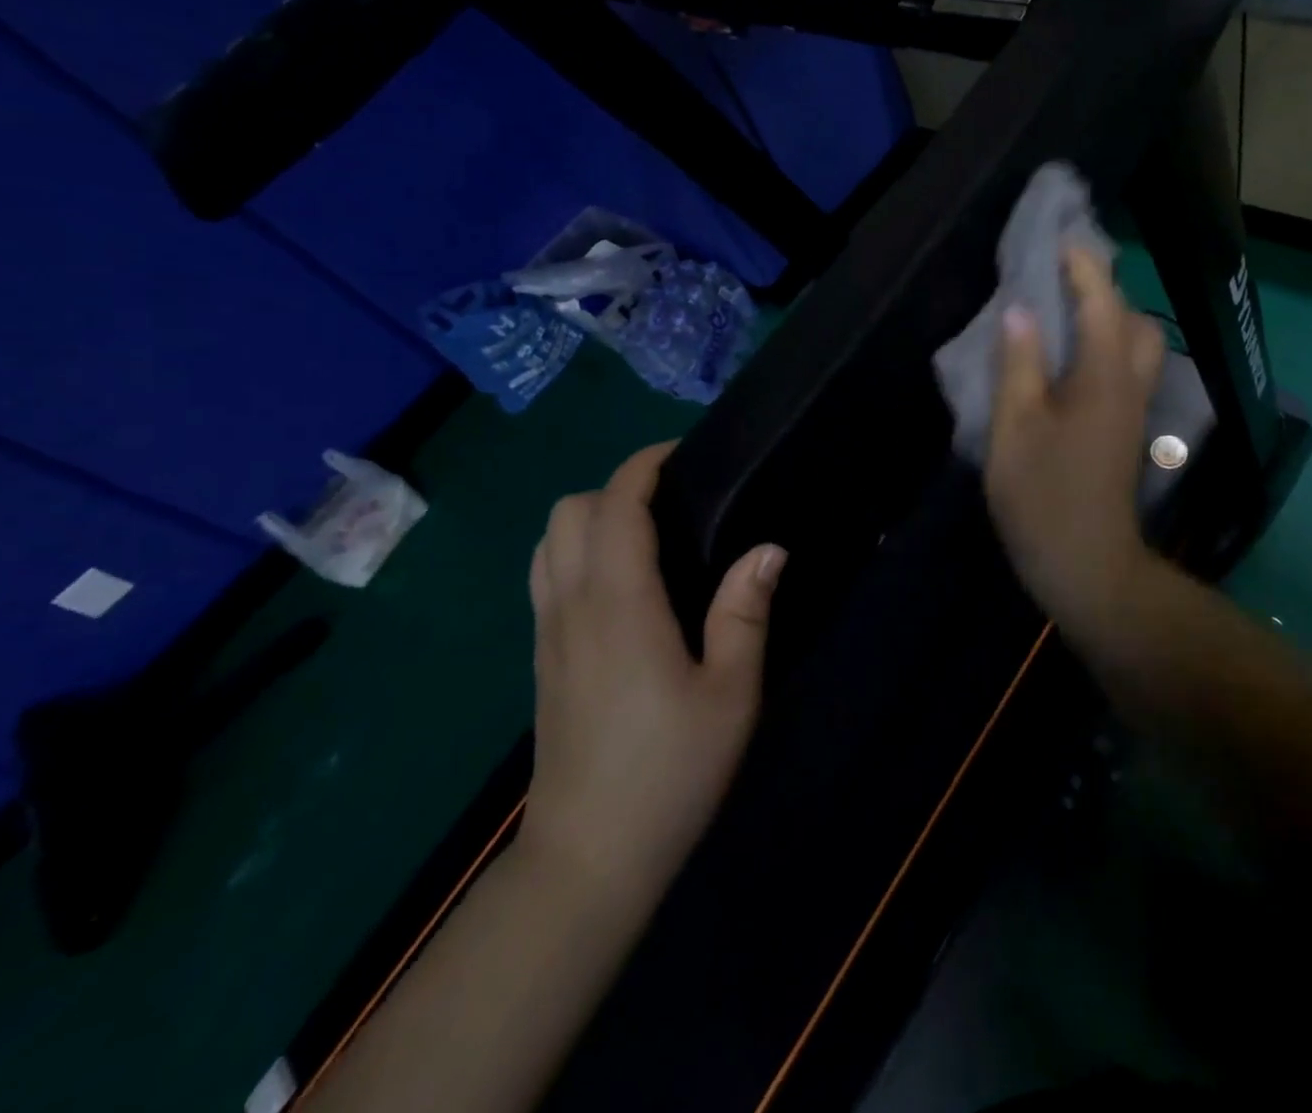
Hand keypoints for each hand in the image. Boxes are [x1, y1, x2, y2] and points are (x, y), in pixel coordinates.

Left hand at [519, 443, 785, 893]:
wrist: (588, 859)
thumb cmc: (670, 771)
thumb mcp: (731, 693)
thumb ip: (745, 611)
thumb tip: (768, 548)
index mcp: (619, 604)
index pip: (615, 505)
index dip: (643, 466)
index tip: (682, 452)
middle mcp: (572, 605)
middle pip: (567, 511)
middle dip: (615, 487)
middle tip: (673, 501)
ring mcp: (548, 633)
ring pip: (547, 542)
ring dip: (590, 518)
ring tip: (647, 535)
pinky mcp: (542, 659)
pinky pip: (546, 577)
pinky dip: (575, 552)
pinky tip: (622, 584)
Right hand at [985, 246, 1166, 642]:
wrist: (1086, 565)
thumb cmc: (1043, 496)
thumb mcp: (1014, 427)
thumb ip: (1017, 364)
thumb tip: (1021, 310)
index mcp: (1103, 377)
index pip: (1101, 303)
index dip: (1083, 267)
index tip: (1061, 238)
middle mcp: (1129, 386)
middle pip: (1135, 322)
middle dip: (1106, 292)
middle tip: (1061, 283)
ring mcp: (1132, 412)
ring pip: (1138, 350)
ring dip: (1109, 322)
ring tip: (1063, 319)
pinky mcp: (1124, 433)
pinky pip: (1125, 373)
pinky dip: (1105, 350)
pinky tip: (1068, 362)